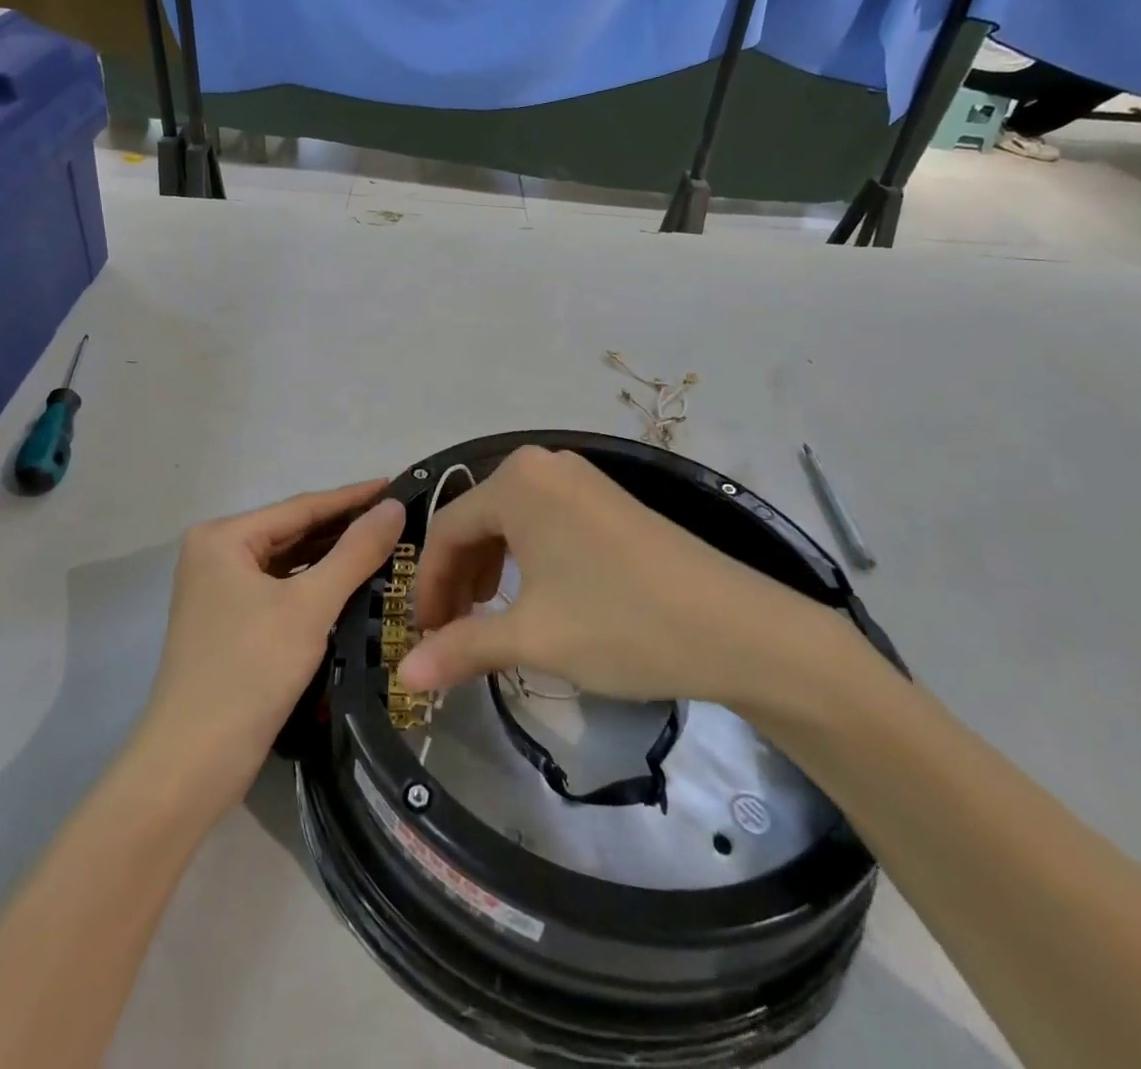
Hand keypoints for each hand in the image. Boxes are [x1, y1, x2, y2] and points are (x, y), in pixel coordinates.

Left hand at [134, 482, 405, 820]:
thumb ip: (355, 552)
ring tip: (388, 546)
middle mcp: (217, 554)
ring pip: (290, 562)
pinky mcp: (231, 622)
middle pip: (294, 531)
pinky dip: (317, 585)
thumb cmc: (249, 672)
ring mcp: (221, 590)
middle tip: (400, 519)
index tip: (398, 485)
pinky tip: (355, 584)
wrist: (192, 764)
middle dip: (346, 528)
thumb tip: (394, 506)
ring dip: (334, 557)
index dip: (354, 497)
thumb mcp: (310, 606)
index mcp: (224, 537)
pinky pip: (283, 589)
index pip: (302, 506)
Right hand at [396, 447, 867, 729]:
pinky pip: (545, 520)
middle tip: (453, 631)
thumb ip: (460, 649)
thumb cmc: (620, 623)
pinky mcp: (609, 498)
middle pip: (477, 520)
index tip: (424, 635)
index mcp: (516, 481)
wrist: (737, 627)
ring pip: (512, 520)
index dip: (428, 586)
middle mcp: (544, 465)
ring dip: (490, 568)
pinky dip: (526, 557)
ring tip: (489, 616)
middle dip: (458, 578)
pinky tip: (536, 595)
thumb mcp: (533, 638)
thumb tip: (403, 676)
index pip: (446, 529)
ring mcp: (581, 477)